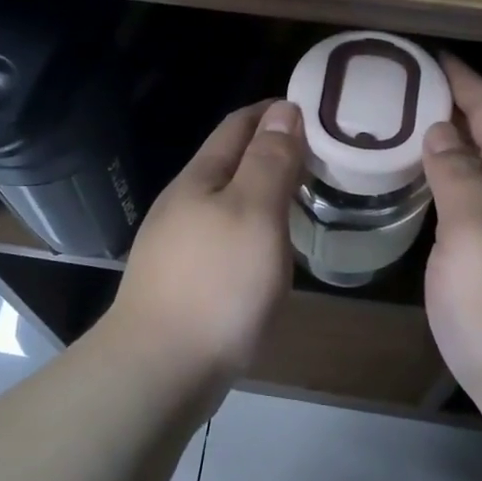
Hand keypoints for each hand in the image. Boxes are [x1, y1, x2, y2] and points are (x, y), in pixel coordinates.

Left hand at [106, 100, 303, 381]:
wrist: (159, 371)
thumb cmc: (217, 285)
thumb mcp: (254, 213)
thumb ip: (270, 161)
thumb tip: (283, 109)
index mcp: (200, 178)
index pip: (239, 125)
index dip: (275, 111)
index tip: (316, 110)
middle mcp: (184, 203)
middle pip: (231, 161)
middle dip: (273, 150)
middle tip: (322, 156)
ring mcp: (179, 243)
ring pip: (229, 201)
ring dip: (265, 190)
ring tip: (305, 196)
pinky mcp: (184, 280)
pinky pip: (227, 236)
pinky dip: (256, 227)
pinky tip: (272, 248)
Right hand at [422, 56, 481, 427]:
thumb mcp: (477, 228)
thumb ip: (459, 173)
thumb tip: (441, 131)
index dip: (462, 80)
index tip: (425, 55)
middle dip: (452, 105)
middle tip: (400, 87)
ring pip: (481, 169)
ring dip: (448, 143)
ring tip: (401, 126)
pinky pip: (472, 202)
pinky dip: (446, 182)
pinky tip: (420, 186)